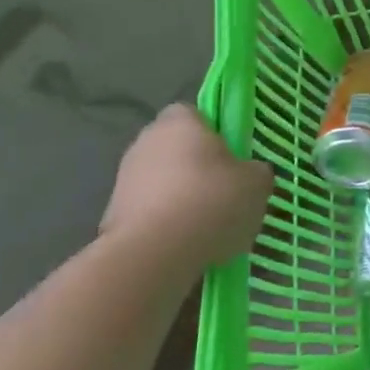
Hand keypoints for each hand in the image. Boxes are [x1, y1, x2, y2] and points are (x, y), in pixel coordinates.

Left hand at [100, 104, 270, 261]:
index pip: (196, 114)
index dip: (216, 134)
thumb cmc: (211, 202)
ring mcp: (124, 178)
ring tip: (207, 228)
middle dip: (198, 168)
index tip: (233, 159)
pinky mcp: (113, 214)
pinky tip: (185, 246)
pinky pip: (150, 213)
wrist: (153, 255)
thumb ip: (256, 171)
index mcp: (180, 121)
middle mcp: (146, 141)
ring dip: (181, 198)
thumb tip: (250, 174)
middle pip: (178, 149)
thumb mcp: (257, 184)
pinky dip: (165, 225)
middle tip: (225, 194)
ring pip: (163, 182)